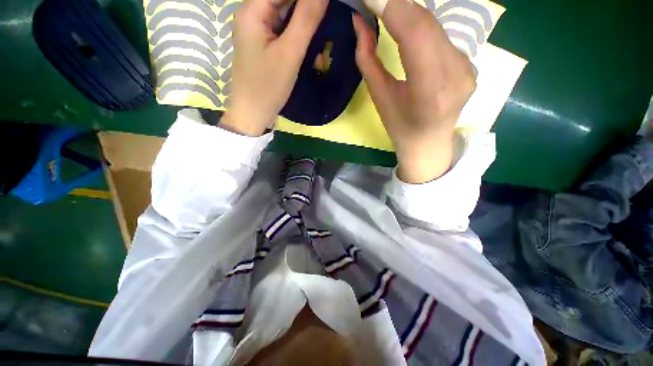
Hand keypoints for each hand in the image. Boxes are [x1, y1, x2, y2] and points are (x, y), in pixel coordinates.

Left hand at [221, 0, 327, 135]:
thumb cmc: (268, 87)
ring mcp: (257, 30)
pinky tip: (310, 51)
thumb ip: (306, 18)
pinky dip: (298, 38)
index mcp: (253, 9)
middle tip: (323, 27)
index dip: (308, 0)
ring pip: (286, 15)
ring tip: (319, 45)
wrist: (252, 114)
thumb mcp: (290, 53)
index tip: (325, 8)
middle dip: (308, 12)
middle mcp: (252, 13)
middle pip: (284, 1)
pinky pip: (283, 31)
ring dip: (305, 26)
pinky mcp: (263, 44)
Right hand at [353, 0, 475, 182]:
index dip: (392, 6)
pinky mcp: (470, 63)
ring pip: (435, 26)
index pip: (415, 32)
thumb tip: (359, 22)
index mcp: (430, 90)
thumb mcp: (379, 98)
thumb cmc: (399, 127)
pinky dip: (422, 27)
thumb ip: (368, 60)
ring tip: (387, 11)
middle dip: (397, 4)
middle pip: (427, 23)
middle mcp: (456, 73)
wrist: (428, 143)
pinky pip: (442, 36)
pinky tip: (409, 30)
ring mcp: (467, 66)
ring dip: (408, 14)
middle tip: (375, 1)